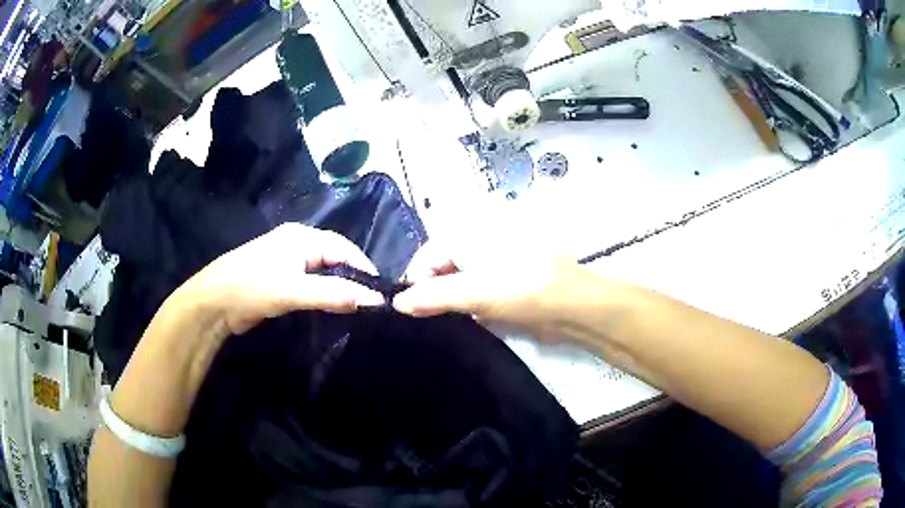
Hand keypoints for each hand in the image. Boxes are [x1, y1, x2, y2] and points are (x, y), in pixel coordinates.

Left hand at [180, 223, 384, 337]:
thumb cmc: (251, 288)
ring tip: (358, 308)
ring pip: (324, 272)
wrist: (212, 304)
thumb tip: (375, 299)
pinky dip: (325, 294)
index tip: (381, 294)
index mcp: (301, 236)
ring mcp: (288, 262)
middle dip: (354, 278)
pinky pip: (312, 284)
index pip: (344, 248)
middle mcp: (297, 244)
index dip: (364, 269)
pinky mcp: (281, 279)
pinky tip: (333, 308)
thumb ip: (333, 293)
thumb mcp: (292, 290)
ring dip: (339, 288)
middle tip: (371, 304)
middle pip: (335, 258)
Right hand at [393, 240, 589, 338]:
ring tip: (442, 324)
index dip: (415, 282)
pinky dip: (466, 306)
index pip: (426, 255)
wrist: (572, 305)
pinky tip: (465, 321)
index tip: (411, 312)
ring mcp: (491, 264)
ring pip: (456, 282)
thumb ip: (432, 297)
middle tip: (426, 321)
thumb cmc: (522, 290)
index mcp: (468, 235)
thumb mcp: (473, 292)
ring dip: (448, 302)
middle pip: (440, 269)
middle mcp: (476, 244)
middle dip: (431, 293)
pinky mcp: (502, 283)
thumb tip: (396, 302)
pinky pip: (474, 292)